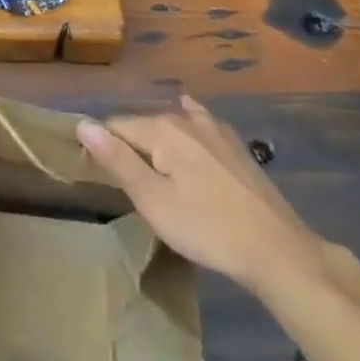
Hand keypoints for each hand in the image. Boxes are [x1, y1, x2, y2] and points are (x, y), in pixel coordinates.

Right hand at [77, 94, 341, 298]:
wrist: (275, 247)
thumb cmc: (206, 228)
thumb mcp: (153, 201)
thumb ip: (117, 160)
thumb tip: (83, 124)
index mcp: (161, 129)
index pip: (117, 126)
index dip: (102, 145)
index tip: (95, 170)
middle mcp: (184, 117)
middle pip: (144, 125)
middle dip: (130, 143)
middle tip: (124, 178)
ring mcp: (213, 127)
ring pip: (172, 123)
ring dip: (157, 137)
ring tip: (150, 160)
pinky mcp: (233, 143)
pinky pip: (199, 121)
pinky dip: (187, 119)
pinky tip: (189, 113)